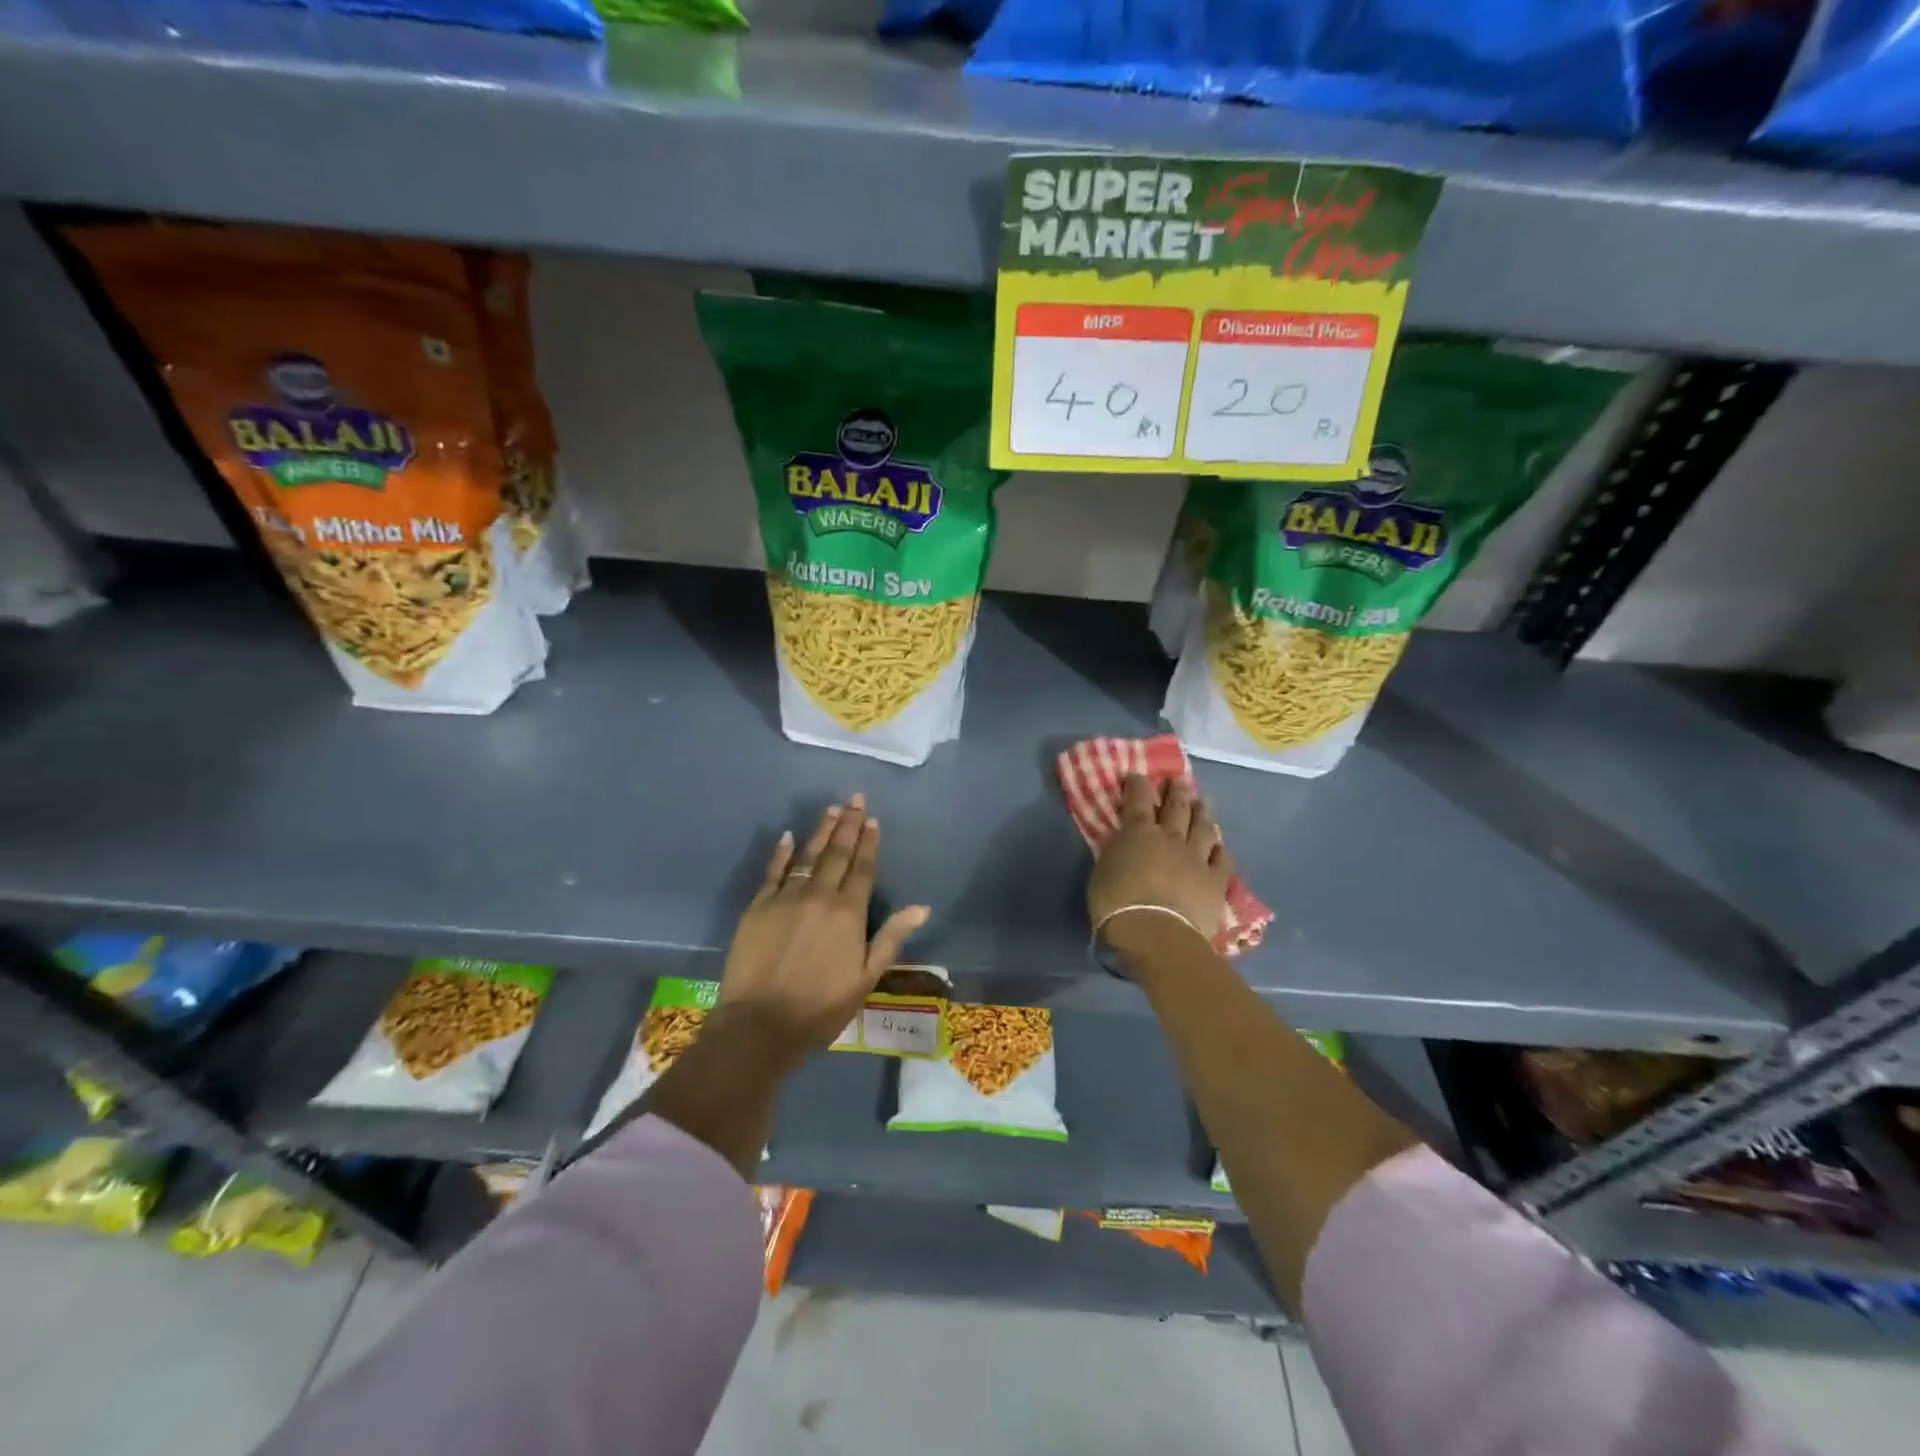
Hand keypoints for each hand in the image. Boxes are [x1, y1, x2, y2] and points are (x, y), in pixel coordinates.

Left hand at [718, 794, 930, 1062]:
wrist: (760, 1024)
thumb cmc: (821, 1006)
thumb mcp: (866, 978)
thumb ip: (891, 937)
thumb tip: (921, 907)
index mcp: (849, 912)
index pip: (863, 868)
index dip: (869, 843)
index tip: (873, 819)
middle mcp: (820, 895)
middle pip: (837, 853)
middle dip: (849, 825)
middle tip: (855, 799)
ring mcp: (786, 897)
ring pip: (808, 855)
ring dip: (821, 831)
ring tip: (832, 809)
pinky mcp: (758, 906)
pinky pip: (773, 871)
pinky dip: (782, 852)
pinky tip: (788, 836)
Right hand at [1087, 775, 1231, 944]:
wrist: (1156, 934)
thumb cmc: (1117, 904)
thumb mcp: (1103, 871)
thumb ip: (1116, 852)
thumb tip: (1123, 842)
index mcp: (1139, 833)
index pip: (1139, 799)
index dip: (1138, 785)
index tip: (1138, 775)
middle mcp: (1170, 838)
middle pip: (1177, 807)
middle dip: (1177, 791)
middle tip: (1179, 780)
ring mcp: (1197, 859)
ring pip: (1203, 828)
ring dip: (1202, 812)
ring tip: (1203, 801)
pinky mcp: (1216, 882)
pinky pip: (1222, 860)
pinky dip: (1220, 850)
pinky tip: (1220, 845)